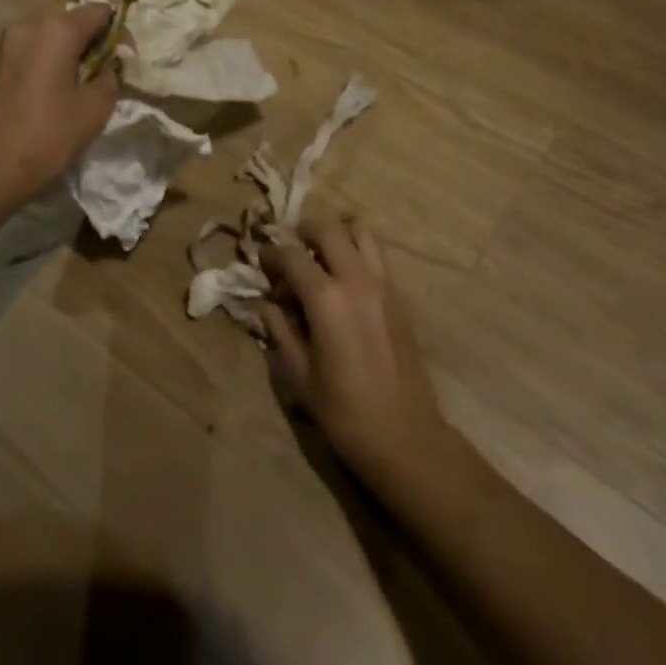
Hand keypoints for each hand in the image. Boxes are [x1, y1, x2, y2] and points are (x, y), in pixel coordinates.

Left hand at [0, 0, 120, 207]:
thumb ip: (110, 76)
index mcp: (58, 29)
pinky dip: (53, 51)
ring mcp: (10, 40)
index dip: (119, 30)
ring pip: (51, 26)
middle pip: (72, 12)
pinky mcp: (0, 59)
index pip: (99, 10)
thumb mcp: (95, 108)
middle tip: (107, 63)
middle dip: (94, 32)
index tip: (126, 58)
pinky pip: (35, 42)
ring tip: (85, 73)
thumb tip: (108, 66)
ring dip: (72, 42)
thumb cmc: (48, 135)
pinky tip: (61, 80)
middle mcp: (31, 23)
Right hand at [263, 219, 454, 490]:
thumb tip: (267, 303)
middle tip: (290, 250)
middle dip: (304, 231)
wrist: (404, 435)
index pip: (292, 256)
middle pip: (329, 229)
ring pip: (361, 233)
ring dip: (337, 235)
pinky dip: (357, 253)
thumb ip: (279, 330)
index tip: (260, 262)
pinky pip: (376, 257)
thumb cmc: (344, 410)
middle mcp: (357, 280)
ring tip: (321, 255)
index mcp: (327, 299)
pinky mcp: (400, 297)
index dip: (271, 254)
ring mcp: (384, 285)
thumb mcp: (298, 374)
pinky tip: (344, 281)